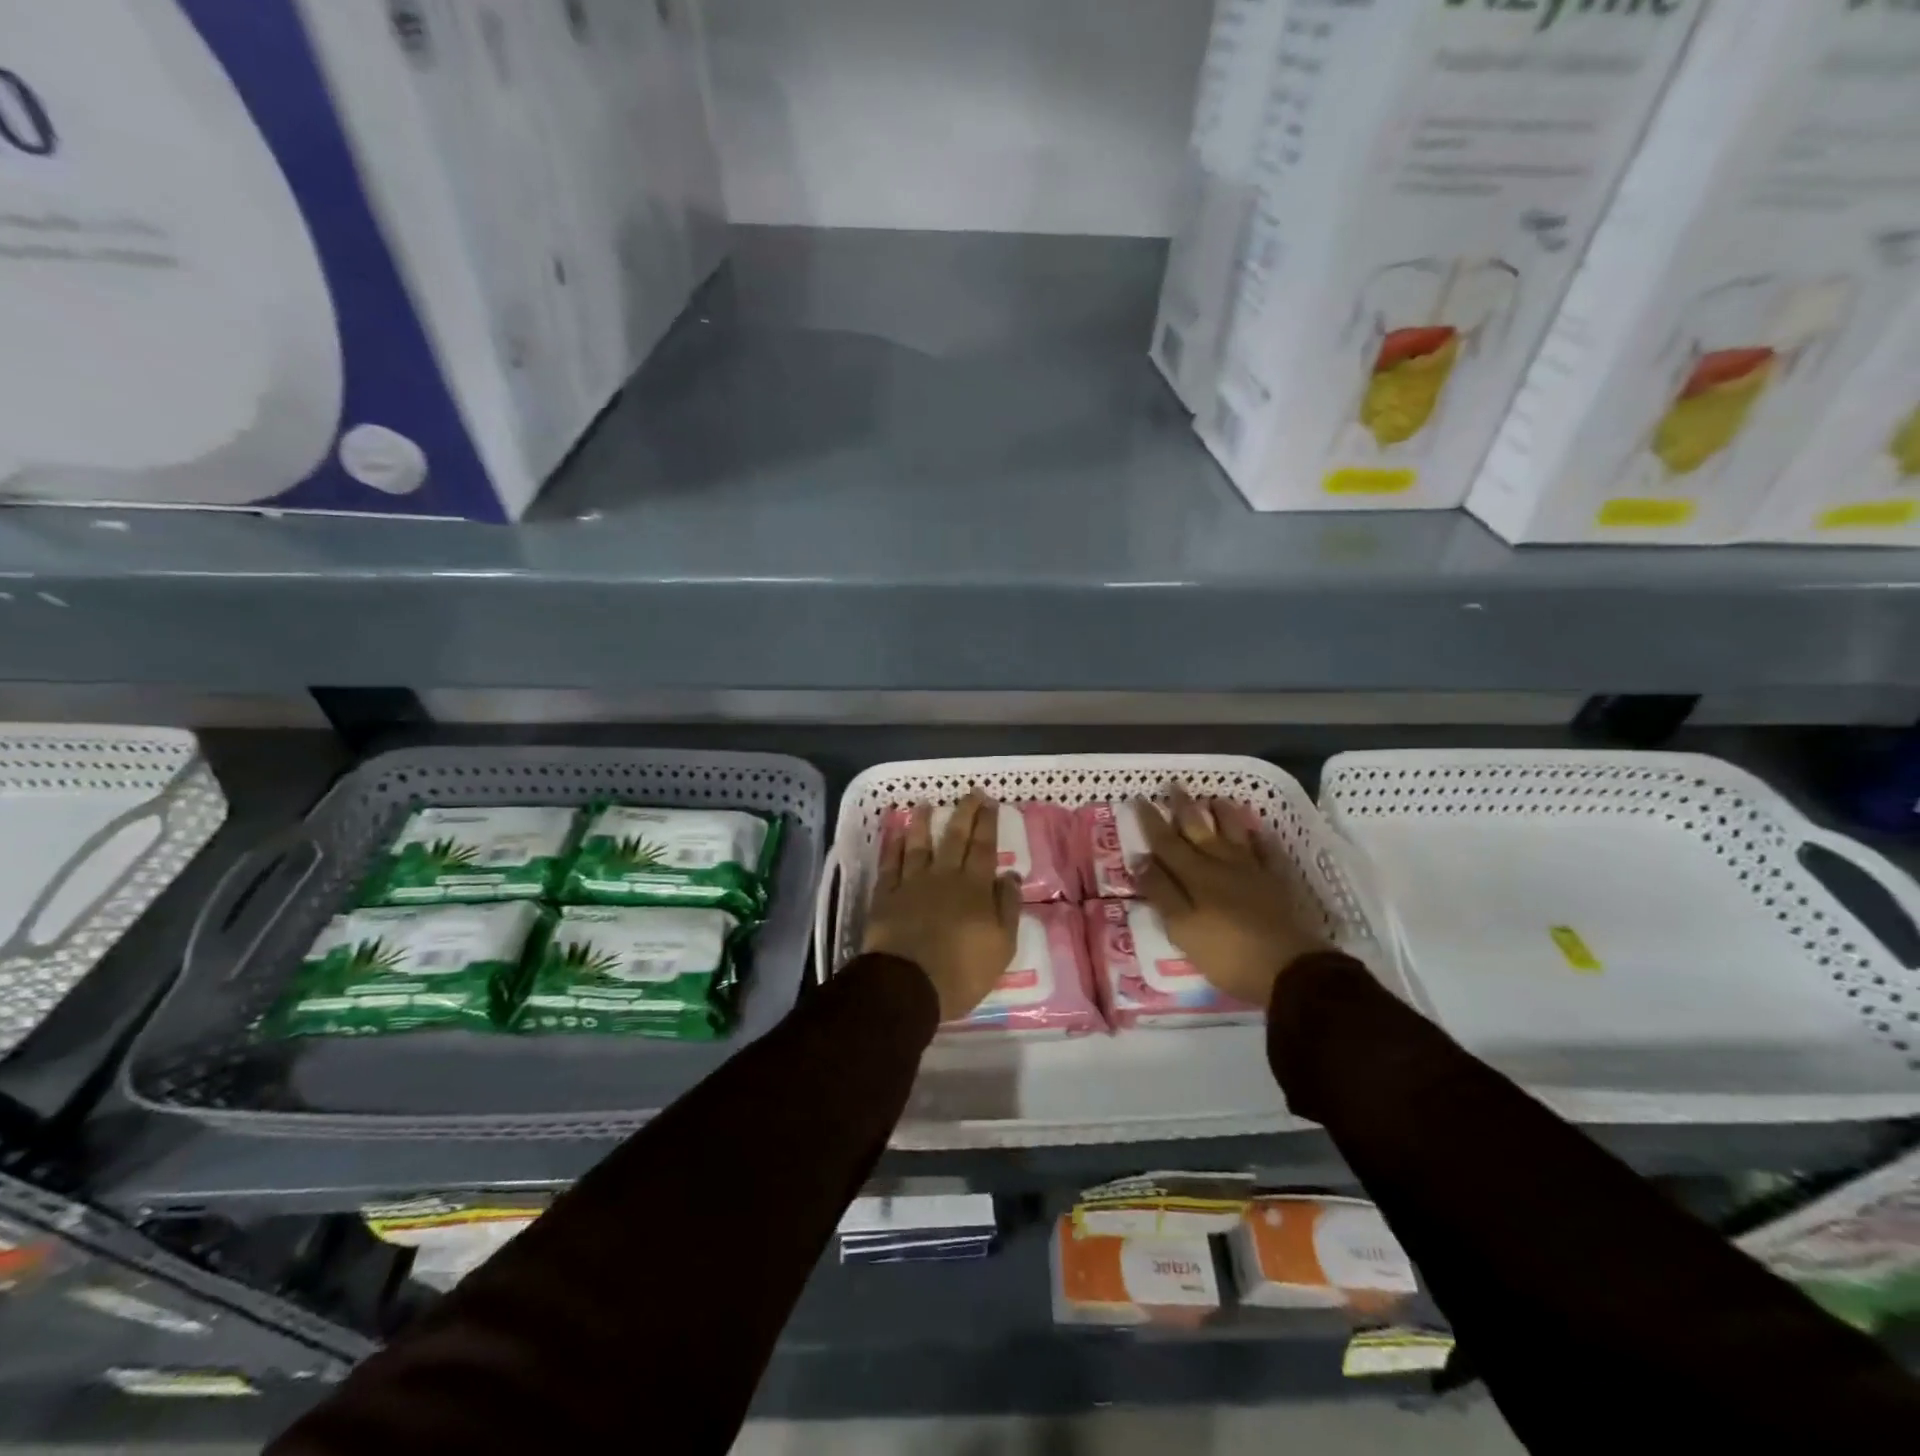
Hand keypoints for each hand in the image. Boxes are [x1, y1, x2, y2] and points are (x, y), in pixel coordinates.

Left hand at [864, 790, 1021, 1021]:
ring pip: (918, 844)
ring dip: (923, 822)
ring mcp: (911, 883)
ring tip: (925, 804)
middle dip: (964, 813)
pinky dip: (893, 846)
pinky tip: (896, 833)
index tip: (990, 801)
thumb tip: (1009, 875)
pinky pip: (890, 863)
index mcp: (974, 888)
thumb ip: (1007, 907)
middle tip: (969, 793)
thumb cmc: (962, 971)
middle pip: (954, 838)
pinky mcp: (885, 896)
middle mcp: (943, 876)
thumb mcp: (1001, 945)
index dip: (988, 823)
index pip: (984, 847)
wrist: (908, 986)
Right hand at [1134, 782, 1328, 1008]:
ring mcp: (1253, 871)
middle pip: (1199, 829)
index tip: (1139, 798)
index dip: (1151, 820)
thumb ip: (1161, 892)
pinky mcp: (1278, 883)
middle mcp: (1221, 864)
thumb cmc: (1226, 952)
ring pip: (1235, 833)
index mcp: (1194, 875)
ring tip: (1216, 798)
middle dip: (1183, 807)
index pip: (1166, 841)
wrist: (1289, 969)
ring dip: (1224, 815)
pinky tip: (1260, 831)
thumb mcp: (1182, 927)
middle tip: (1174, 784)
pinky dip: (1262, 839)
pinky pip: (1269, 852)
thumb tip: (1140, 859)